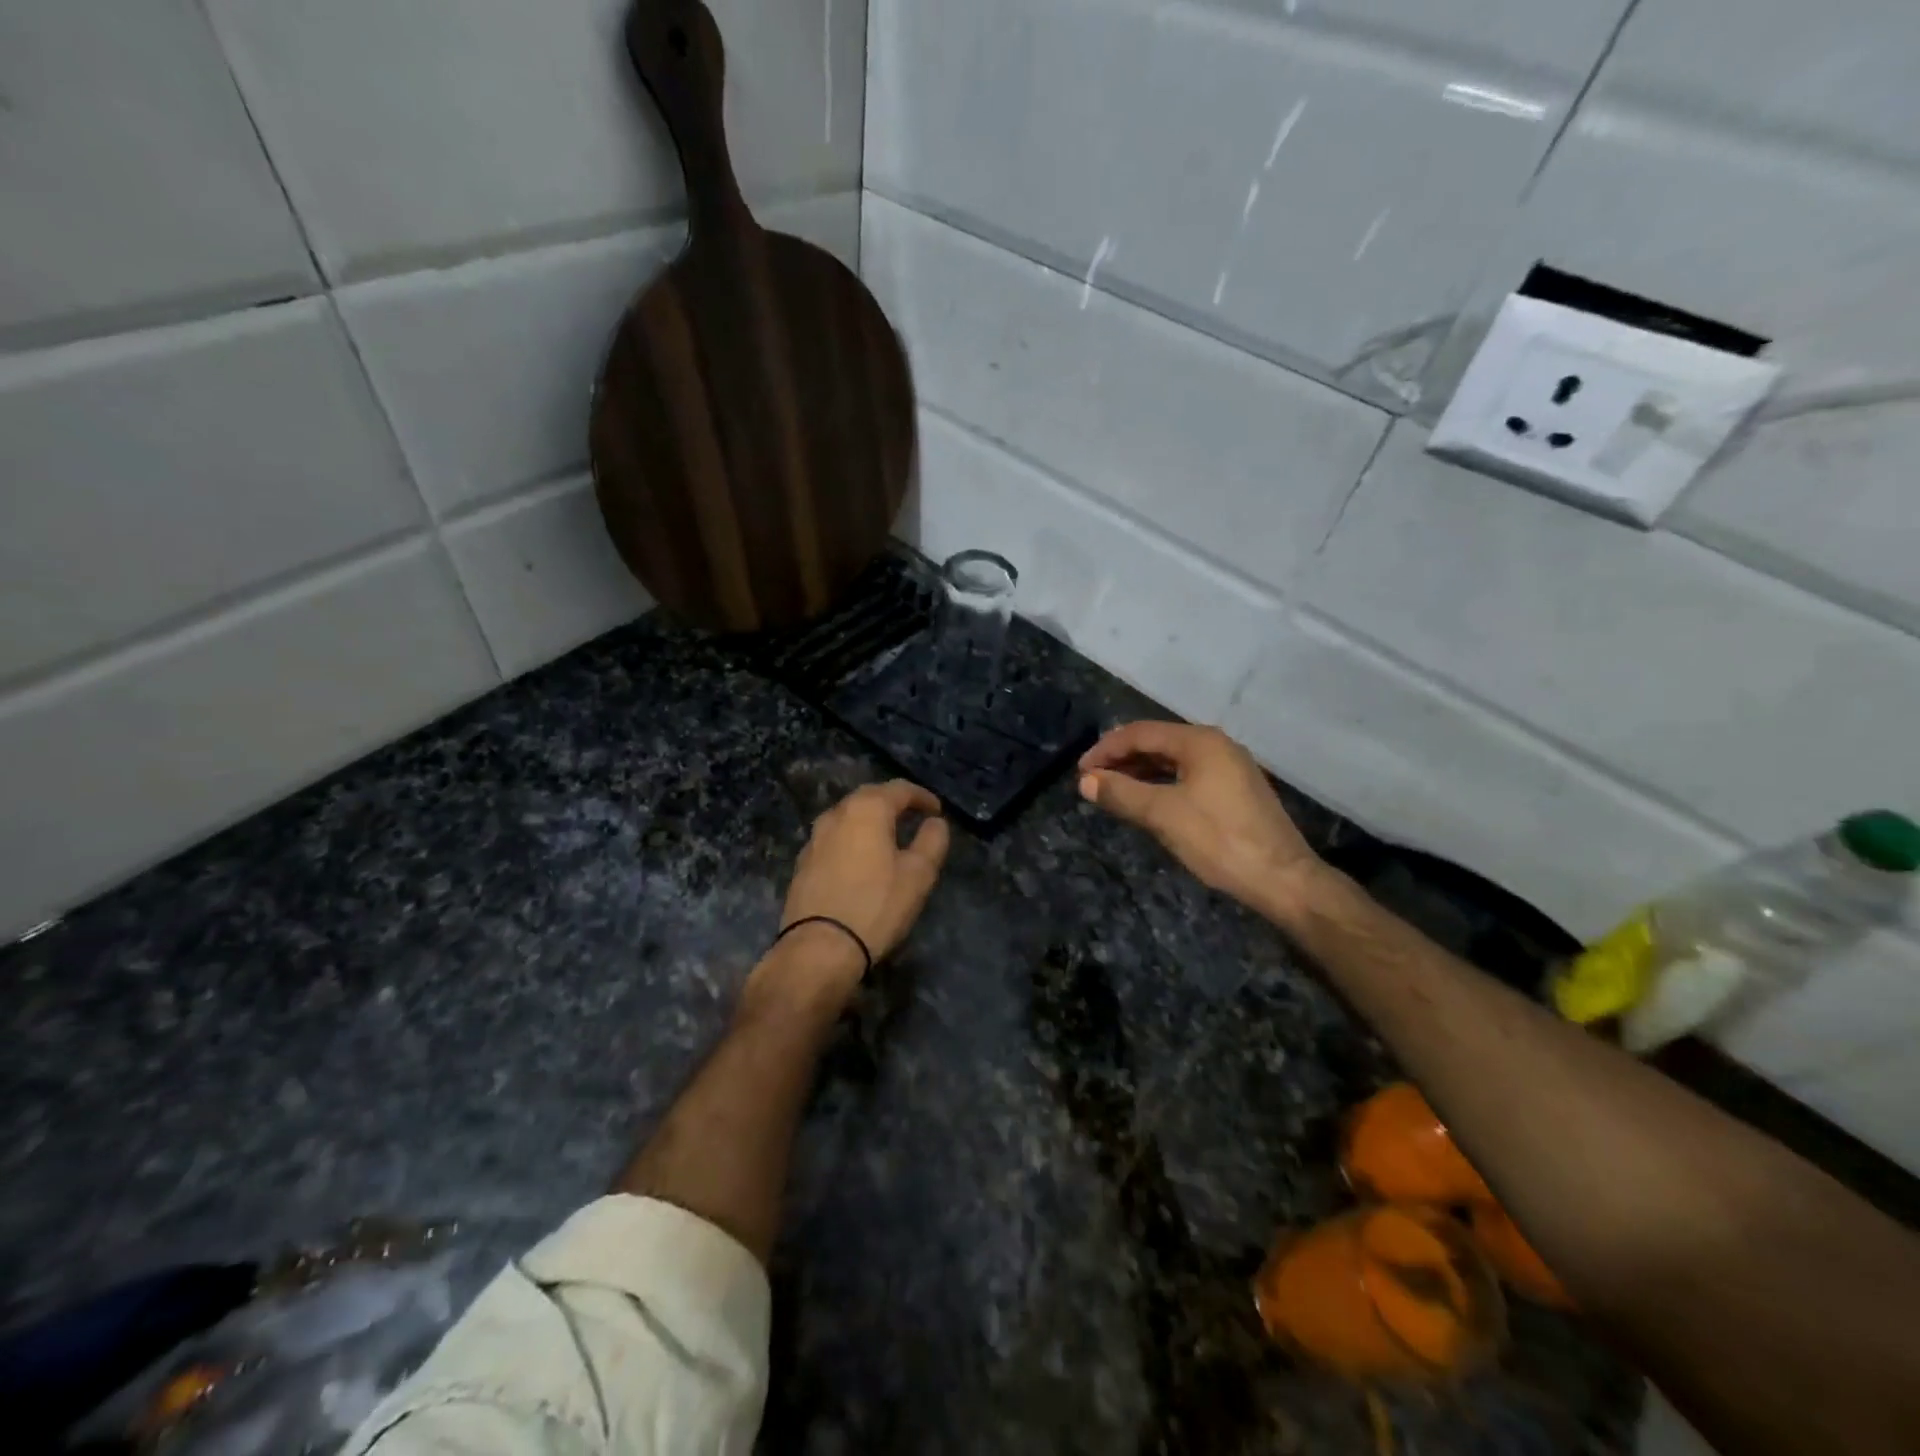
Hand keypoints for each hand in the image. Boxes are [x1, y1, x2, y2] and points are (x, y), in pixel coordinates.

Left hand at [772, 780, 950, 993]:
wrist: (819, 948)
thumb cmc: (876, 906)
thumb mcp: (918, 875)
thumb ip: (931, 841)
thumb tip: (935, 822)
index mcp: (867, 809)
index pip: (899, 789)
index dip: (922, 797)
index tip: (937, 810)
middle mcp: (836, 814)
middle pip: (869, 797)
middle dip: (893, 803)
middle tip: (912, 816)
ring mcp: (814, 838)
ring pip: (847, 817)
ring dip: (869, 820)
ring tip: (887, 836)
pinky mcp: (803, 862)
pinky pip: (834, 838)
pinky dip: (852, 839)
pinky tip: (860, 858)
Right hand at [1078, 722, 1323, 919]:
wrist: (1283, 880)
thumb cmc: (1219, 841)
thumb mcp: (1163, 815)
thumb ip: (1122, 793)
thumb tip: (1086, 781)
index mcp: (1200, 742)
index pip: (1140, 733)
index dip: (1106, 749)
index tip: (1081, 772)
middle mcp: (1216, 745)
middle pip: (1157, 742)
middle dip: (1122, 759)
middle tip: (1093, 782)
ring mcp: (1230, 768)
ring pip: (1173, 761)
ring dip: (1140, 772)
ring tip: (1113, 791)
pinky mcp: (1235, 791)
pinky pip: (1188, 776)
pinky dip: (1162, 784)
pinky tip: (1147, 802)